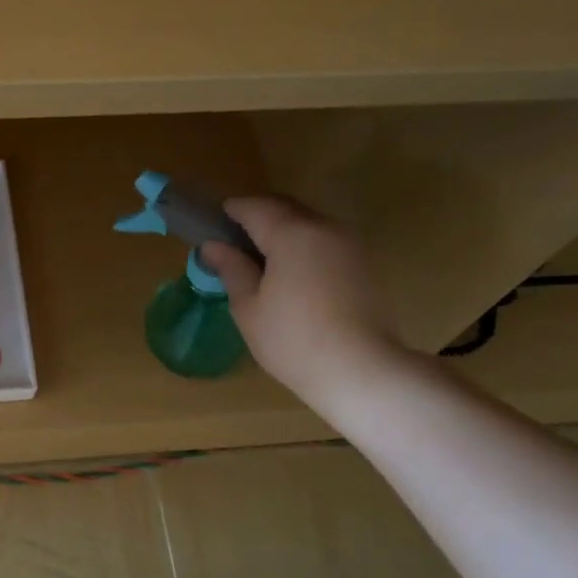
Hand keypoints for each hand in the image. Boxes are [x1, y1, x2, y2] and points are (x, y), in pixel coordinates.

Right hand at [200, 196, 409, 416]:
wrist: (361, 370)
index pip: (255, 207)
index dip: (232, 210)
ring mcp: (350, 244)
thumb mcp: (249, 307)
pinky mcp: (365, 263)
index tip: (213, 222)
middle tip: (234, 239)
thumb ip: (231, 268)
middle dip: (258, 215)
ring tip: (262, 257)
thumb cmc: (293, 340)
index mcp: (291, 233)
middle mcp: (324, 228)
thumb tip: (212, 245)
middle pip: (286, 207)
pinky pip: (326, 240)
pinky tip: (292, 272)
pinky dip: (304, 244)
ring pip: (309, 222)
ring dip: (283, 229)